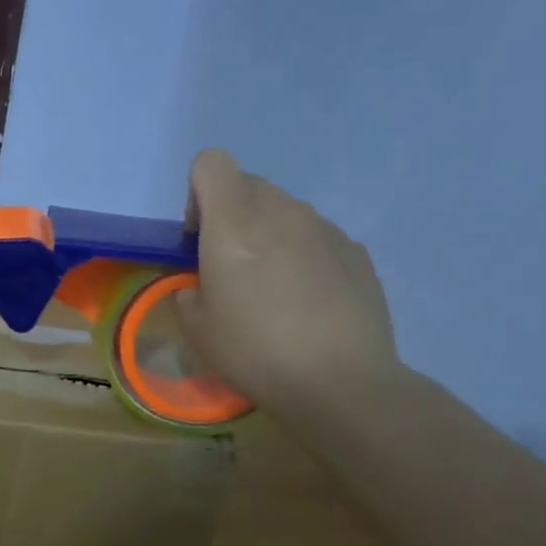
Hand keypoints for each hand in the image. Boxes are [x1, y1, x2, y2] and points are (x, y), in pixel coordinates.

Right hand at [176, 149, 400, 434]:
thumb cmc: (255, 349)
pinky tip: (309, 303)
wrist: (342, 382)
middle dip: (232, 215)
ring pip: (285, 211)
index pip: (211, 163)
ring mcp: (325, 228)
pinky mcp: (357, 252)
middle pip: (248, 185)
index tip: (198, 237)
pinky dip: (304, 255)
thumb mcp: (196, 328)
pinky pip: (317, 237)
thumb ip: (188, 292)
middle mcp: (281, 211)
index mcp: (234, 220)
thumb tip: (201, 286)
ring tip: (274, 289)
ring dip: (270, 235)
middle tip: (231, 267)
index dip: (197, 192)